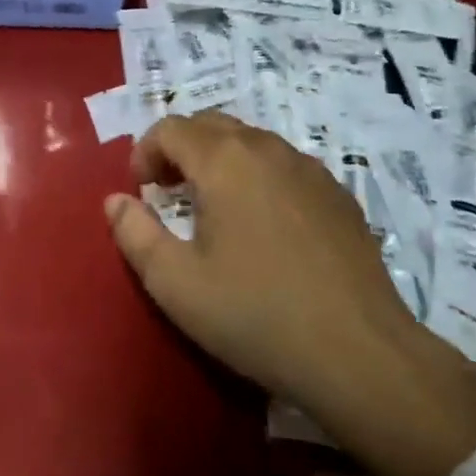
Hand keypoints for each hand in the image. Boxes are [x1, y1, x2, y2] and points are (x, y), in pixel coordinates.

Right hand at [107, 111, 475, 475]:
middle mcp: (266, 148)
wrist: (360, 351)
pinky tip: (265, 224)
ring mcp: (308, 166)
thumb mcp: (177, 285)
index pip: (171, 128)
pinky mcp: (337, 192)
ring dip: (221, 159)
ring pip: (251, 141)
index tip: (140, 189)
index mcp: (223, 160)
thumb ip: (135, 235)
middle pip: (211, 124)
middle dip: (181, 148)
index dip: (145, 151)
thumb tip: (116, 200)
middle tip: (168, 191)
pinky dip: (259, 175)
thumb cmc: (256, 315)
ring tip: (214, 207)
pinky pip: (284, 165)